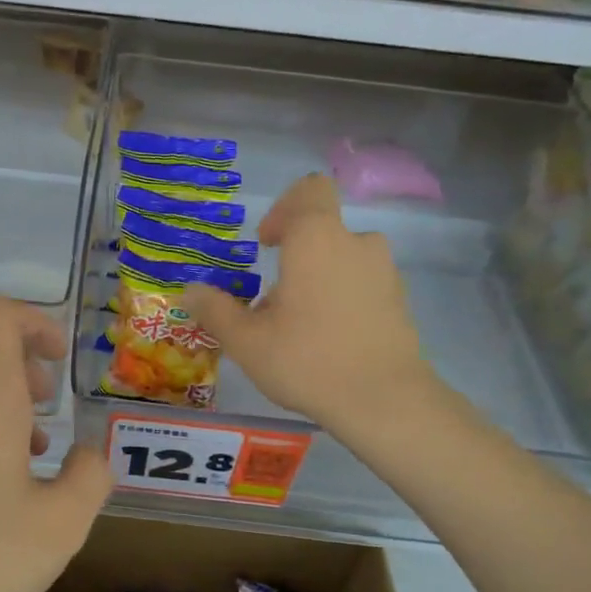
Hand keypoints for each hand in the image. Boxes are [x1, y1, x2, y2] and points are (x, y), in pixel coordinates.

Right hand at [184, 174, 437, 433]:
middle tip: (272, 301)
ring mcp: (385, 272)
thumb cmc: (307, 360)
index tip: (265, 244)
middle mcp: (357, 243)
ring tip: (298, 325)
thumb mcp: (247, 341)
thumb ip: (215, 310)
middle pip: (323, 232)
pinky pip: (363, 286)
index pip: (309, 190)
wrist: (384, 401)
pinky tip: (328, 341)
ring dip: (318, 280)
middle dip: (295, 258)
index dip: (283, 208)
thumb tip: (190, 291)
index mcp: (317, 239)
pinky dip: (342, 300)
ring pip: (342, 261)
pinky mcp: (400, 302)